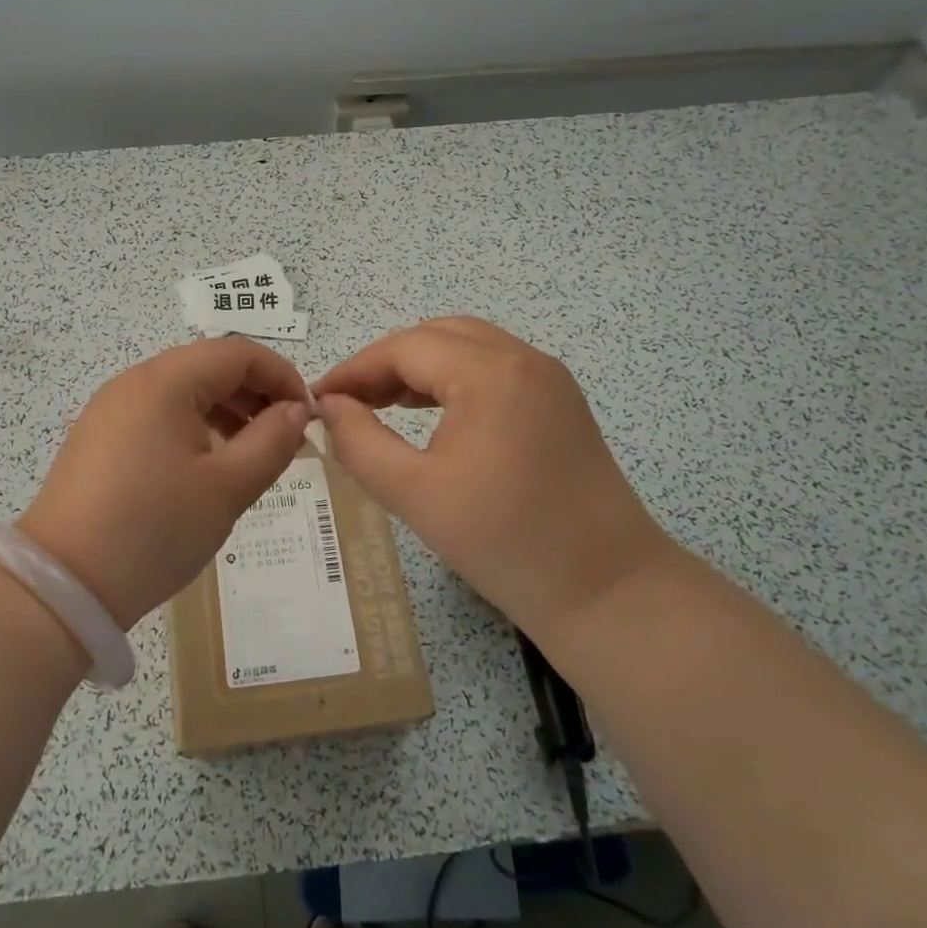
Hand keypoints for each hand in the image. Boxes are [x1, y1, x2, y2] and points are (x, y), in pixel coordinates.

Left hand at [17, 338, 311, 629]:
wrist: (64, 584)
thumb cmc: (155, 529)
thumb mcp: (228, 487)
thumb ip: (272, 441)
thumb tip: (296, 410)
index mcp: (165, 381)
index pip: (238, 352)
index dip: (282, 375)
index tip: (308, 415)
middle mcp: (134, 381)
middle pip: (209, 366)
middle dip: (255, 393)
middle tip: (285, 436)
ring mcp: (111, 408)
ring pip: (183, 390)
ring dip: (226, 410)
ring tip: (252, 452)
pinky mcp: (99, 436)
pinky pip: (158, 414)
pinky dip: (193, 426)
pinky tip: (207, 465)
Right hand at [313, 317, 676, 626]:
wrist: (608, 591)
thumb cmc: (505, 543)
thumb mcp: (413, 493)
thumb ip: (359, 442)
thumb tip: (331, 407)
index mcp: (490, 373)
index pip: (404, 348)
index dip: (355, 369)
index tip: (318, 399)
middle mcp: (523, 359)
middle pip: (436, 336)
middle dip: (386, 363)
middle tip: (349, 402)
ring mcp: (548, 378)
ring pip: (467, 347)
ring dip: (420, 367)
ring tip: (381, 404)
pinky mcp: (560, 402)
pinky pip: (494, 368)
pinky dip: (453, 378)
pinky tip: (432, 413)